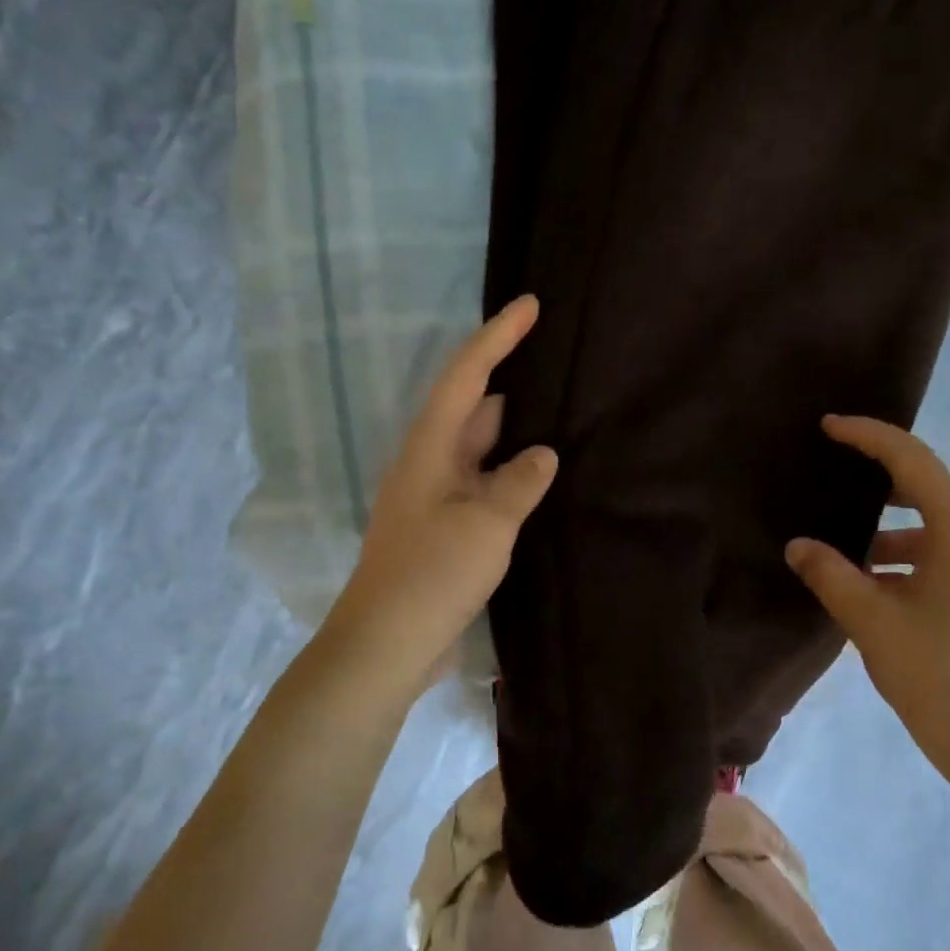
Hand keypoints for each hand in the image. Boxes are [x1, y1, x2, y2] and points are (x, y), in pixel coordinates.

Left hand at [327, 296, 557, 695]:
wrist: (385, 645)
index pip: (467, 375)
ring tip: (563, 414)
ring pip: (483, 448)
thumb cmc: (432, 574)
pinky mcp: (448, 527)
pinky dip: (512, 473)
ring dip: (516, 432)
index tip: (530, 305)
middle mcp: (431, 462)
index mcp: (430, 447)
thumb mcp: (486, 524)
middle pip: (475, 406)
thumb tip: (544, 454)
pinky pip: (486, 483)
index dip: (498, 336)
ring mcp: (438, 496)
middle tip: (560, 362)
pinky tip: (542, 477)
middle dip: (513, 380)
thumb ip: (520, 481)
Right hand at [785, 415, 949, 801]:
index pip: (912, 459)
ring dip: (894, 532)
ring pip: (940, 529)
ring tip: (847, 551)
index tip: (828, 426)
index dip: (867, 436)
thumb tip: (798, 546)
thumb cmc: (942, 677)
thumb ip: (830, 575)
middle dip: (879, 483)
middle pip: (930, 490)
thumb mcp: (872, 622)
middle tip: (834, 480)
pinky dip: (914, 559)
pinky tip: (880, 586)